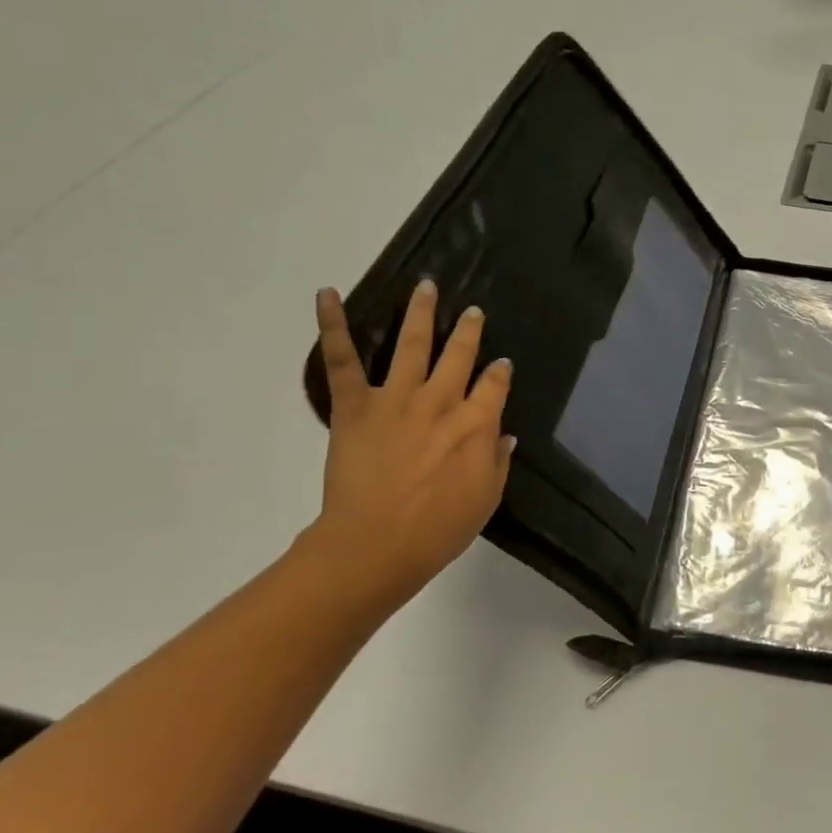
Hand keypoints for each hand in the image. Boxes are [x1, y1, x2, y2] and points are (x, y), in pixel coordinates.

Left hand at [304, 280, 513, 608]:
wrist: (375, 545)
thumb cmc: (438, 529)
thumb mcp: (486, 498)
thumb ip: (498, 461)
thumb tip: (504, 434)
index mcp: (476, 423)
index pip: (495, 385)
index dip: (500, 372)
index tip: (502, 365)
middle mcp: (441, 401)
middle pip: (459, 355)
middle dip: (469, 331)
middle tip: (473, 311)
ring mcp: (397, 398)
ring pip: (412, 344)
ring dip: (421, 313)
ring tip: (426, 287)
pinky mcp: (355, 406)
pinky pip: (343, 360)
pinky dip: (333, 325)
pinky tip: (327, 295)